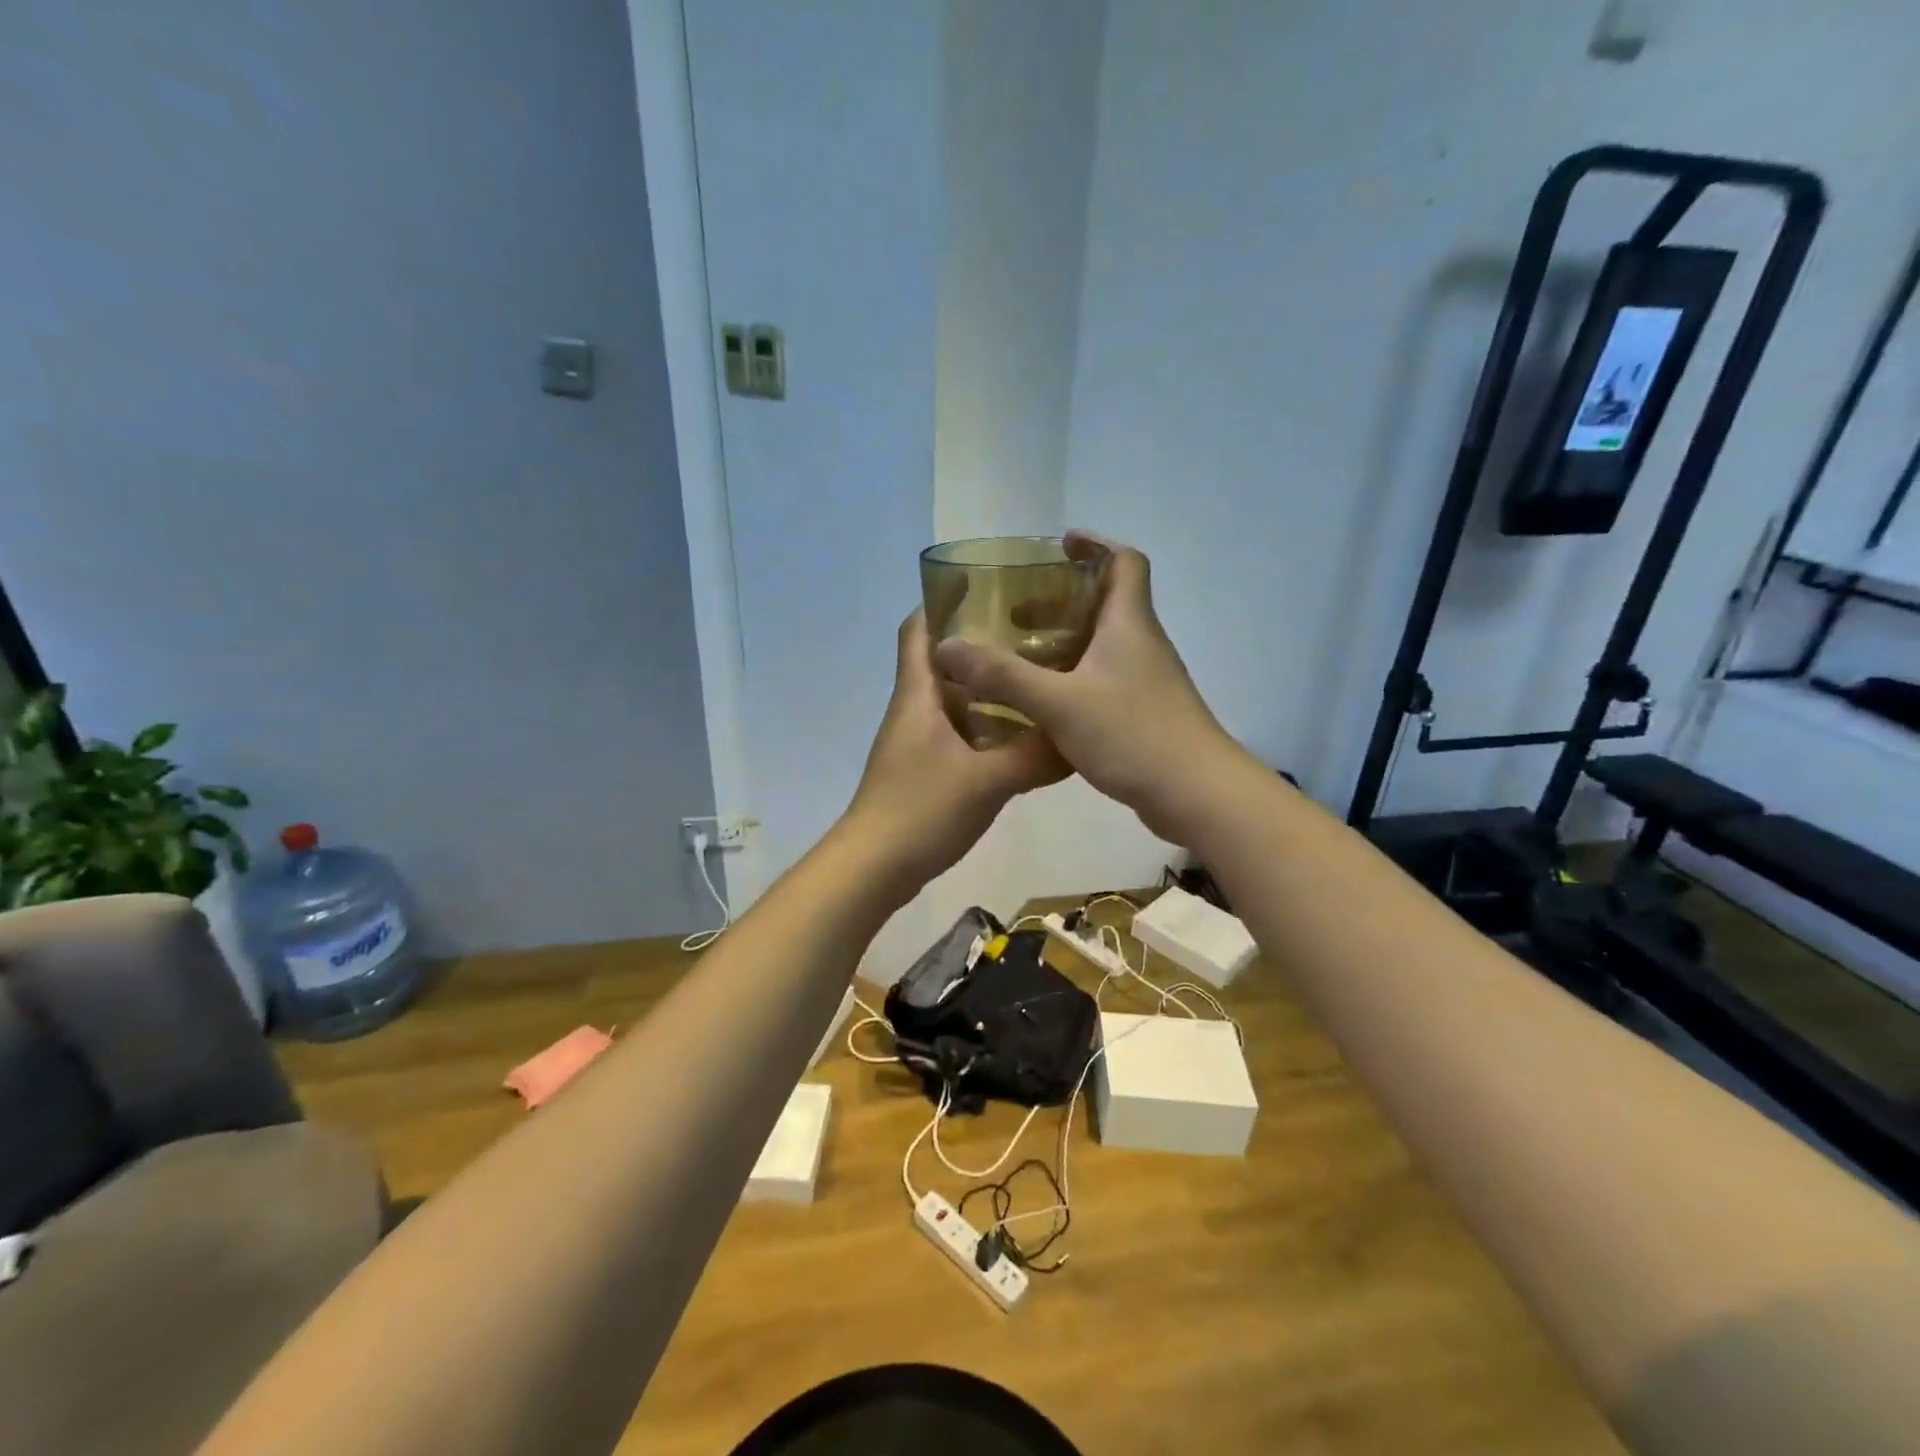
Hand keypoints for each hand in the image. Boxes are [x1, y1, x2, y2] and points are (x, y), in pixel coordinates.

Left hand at [846, 610, 1067, 889]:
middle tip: (1034, 634)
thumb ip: (1034, 757)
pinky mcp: (924, 771)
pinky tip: (1022, 737)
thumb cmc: (921, 810)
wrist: (874, 867)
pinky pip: (958, 735)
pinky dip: (986, 728)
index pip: (919, 629)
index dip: (942, 600)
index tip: (987, 585)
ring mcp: (917, 742)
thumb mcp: (987, 780)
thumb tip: (1078, 739)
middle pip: (943, 662)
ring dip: (988, 689)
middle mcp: (914, 710)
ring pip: (954, 700)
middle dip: (982, 645)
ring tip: (1037, 680)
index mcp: (918, 695)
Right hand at [932, 531, 1247, 841]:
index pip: (1124, 562)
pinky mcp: (1145, 712)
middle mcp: (1141, 644)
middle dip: (1062, 599)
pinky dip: (1074, 676)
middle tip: (1017, 610)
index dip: (1095, 544)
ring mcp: (1147, 680)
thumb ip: (1003, 676)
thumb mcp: (1059, 703)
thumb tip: (946, 646)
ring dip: (1065, 640)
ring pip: (1104, 644)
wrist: (1196, 794)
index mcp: (1128, 624)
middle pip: (1107, 602)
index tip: (1059, 545)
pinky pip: (1104, 678)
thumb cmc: (1133, 734)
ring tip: (1021, 654)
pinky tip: (1044, 701)